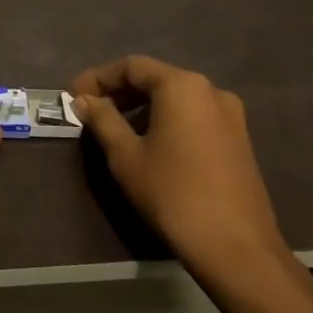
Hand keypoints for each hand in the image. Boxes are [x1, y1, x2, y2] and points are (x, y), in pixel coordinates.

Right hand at [71, 55, 288, 285]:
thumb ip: (103, 120)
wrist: (235, 246)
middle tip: (90, 110)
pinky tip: (149, 143)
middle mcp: (210, 90)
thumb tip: (85, 100)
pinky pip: (194, 115)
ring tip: (115, 128)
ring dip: (142, 107)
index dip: (98, 77)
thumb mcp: (126, 156)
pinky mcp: (239, 139)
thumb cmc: (172, 194)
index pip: (132, 66)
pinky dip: (166, 119)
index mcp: (181, 86)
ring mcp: (231, 115)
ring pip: (176, 98)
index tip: (74, 95)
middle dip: (120, 91)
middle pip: (156, 78)